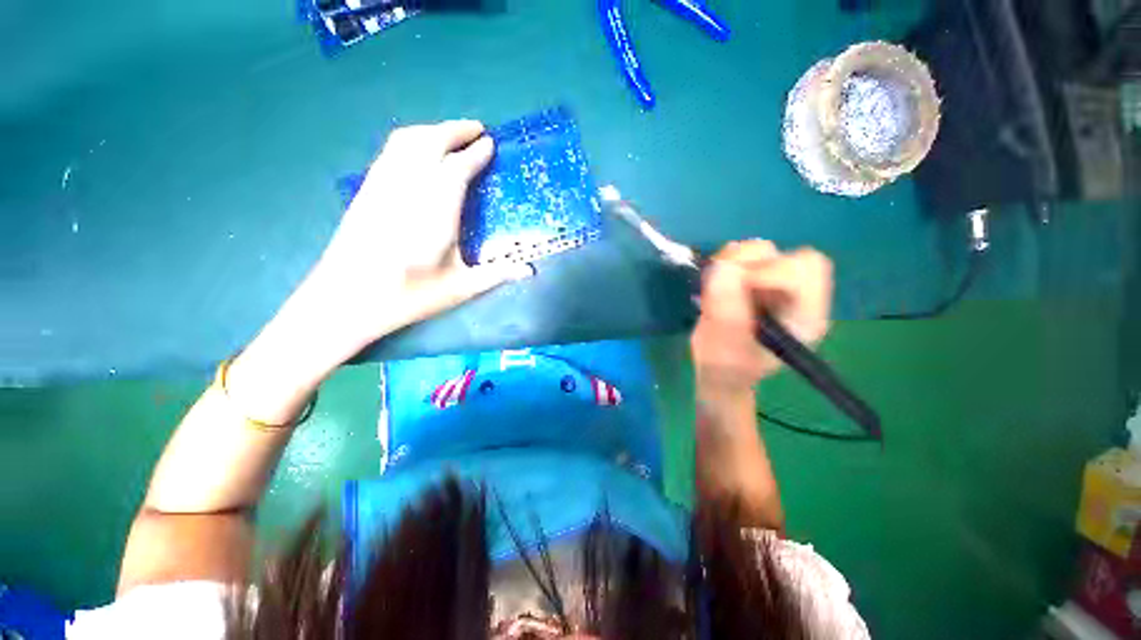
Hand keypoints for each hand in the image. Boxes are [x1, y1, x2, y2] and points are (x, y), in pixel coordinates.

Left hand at [296, 120, 532, 359]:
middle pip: (430, 142)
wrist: (346, 299)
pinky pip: (391, 151)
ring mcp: (382, 185)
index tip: (491, 144)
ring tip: (452, 134)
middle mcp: (408, 189)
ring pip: (406, 141)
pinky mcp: (367, 190)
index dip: (475, 153)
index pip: (457, 169)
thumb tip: (530, 271)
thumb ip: (497, 274)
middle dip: (455, 130)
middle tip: (478, 129)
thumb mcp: (460, 288)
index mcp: (435, 212)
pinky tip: (419, 152)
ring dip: (432, 131)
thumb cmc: (408, 296)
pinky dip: (411, 141)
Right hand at [691, 240, 832, 402]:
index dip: (772, 269)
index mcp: (804, 316)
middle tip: (722, 281)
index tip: (738, 283)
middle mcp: (794, 296)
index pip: (807, 270)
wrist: (718, 372)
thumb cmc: (727, 371)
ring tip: (713, 286)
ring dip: (732, 261)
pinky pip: (739, 256)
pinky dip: (722, 262)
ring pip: (761, 251)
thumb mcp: (727, 353)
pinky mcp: (749, 280)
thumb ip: (728, 316)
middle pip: (787, 255)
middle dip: (750, 262)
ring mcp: (771, 286)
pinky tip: (712, 284)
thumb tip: (723, 269)